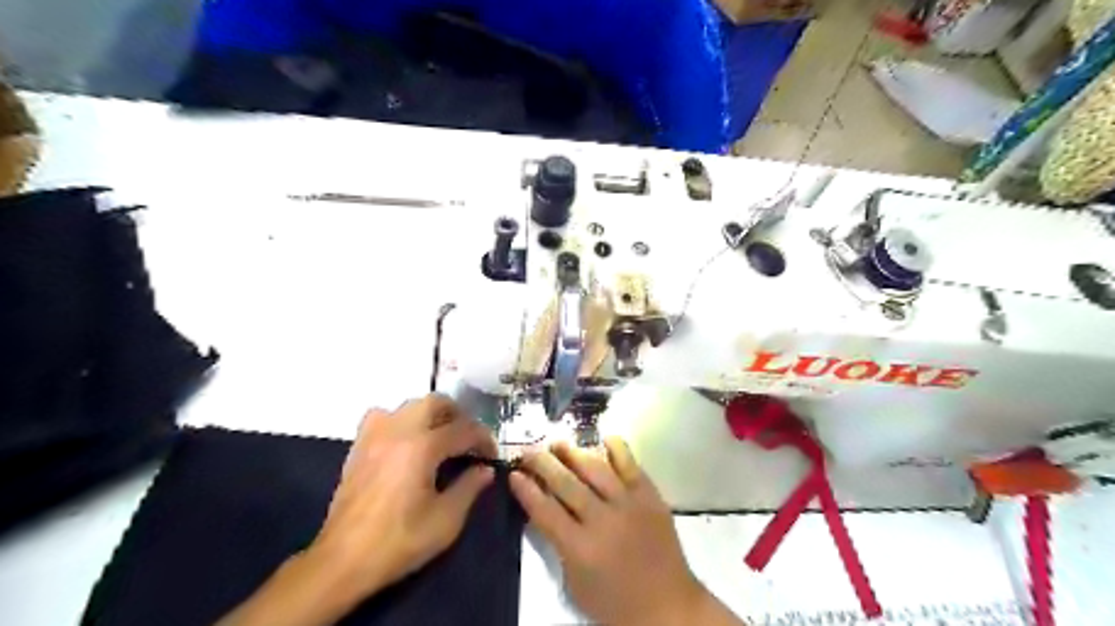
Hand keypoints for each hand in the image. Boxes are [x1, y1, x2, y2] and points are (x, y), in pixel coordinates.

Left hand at [306, 395, 494, 600]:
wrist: (342, 561)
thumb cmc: (398, 542)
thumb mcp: (446, 521)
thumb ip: (469, 488)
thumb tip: (485, 469)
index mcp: (423, 447)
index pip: (464, 429)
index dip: (484, 439)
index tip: (491, 455)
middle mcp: (399, 431)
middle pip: (436, 403)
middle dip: (459, 416)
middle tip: (469, 440)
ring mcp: (375, 435)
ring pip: (410, 405)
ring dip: (432, 415)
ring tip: (442, 438)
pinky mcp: (359, 445)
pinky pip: (384, 416)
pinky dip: (402, 420)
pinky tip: (406, 441)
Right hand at [511, 439, 738, 625]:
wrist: (668, 606)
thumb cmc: (615, 604)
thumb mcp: (575, 584)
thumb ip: (559, 546)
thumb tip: (547, 509)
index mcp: (580, 547)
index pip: (544, 510)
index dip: (526, 490)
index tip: (514, 474)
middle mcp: (602, 520)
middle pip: (565, 483)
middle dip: (542, 463)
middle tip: (528, 451)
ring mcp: (628, 504)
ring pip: (595, 469)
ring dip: (573, 452)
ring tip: (557, 443)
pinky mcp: (649, 496)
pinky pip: (630, 465)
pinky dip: (617, 449)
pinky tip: (605, 437)